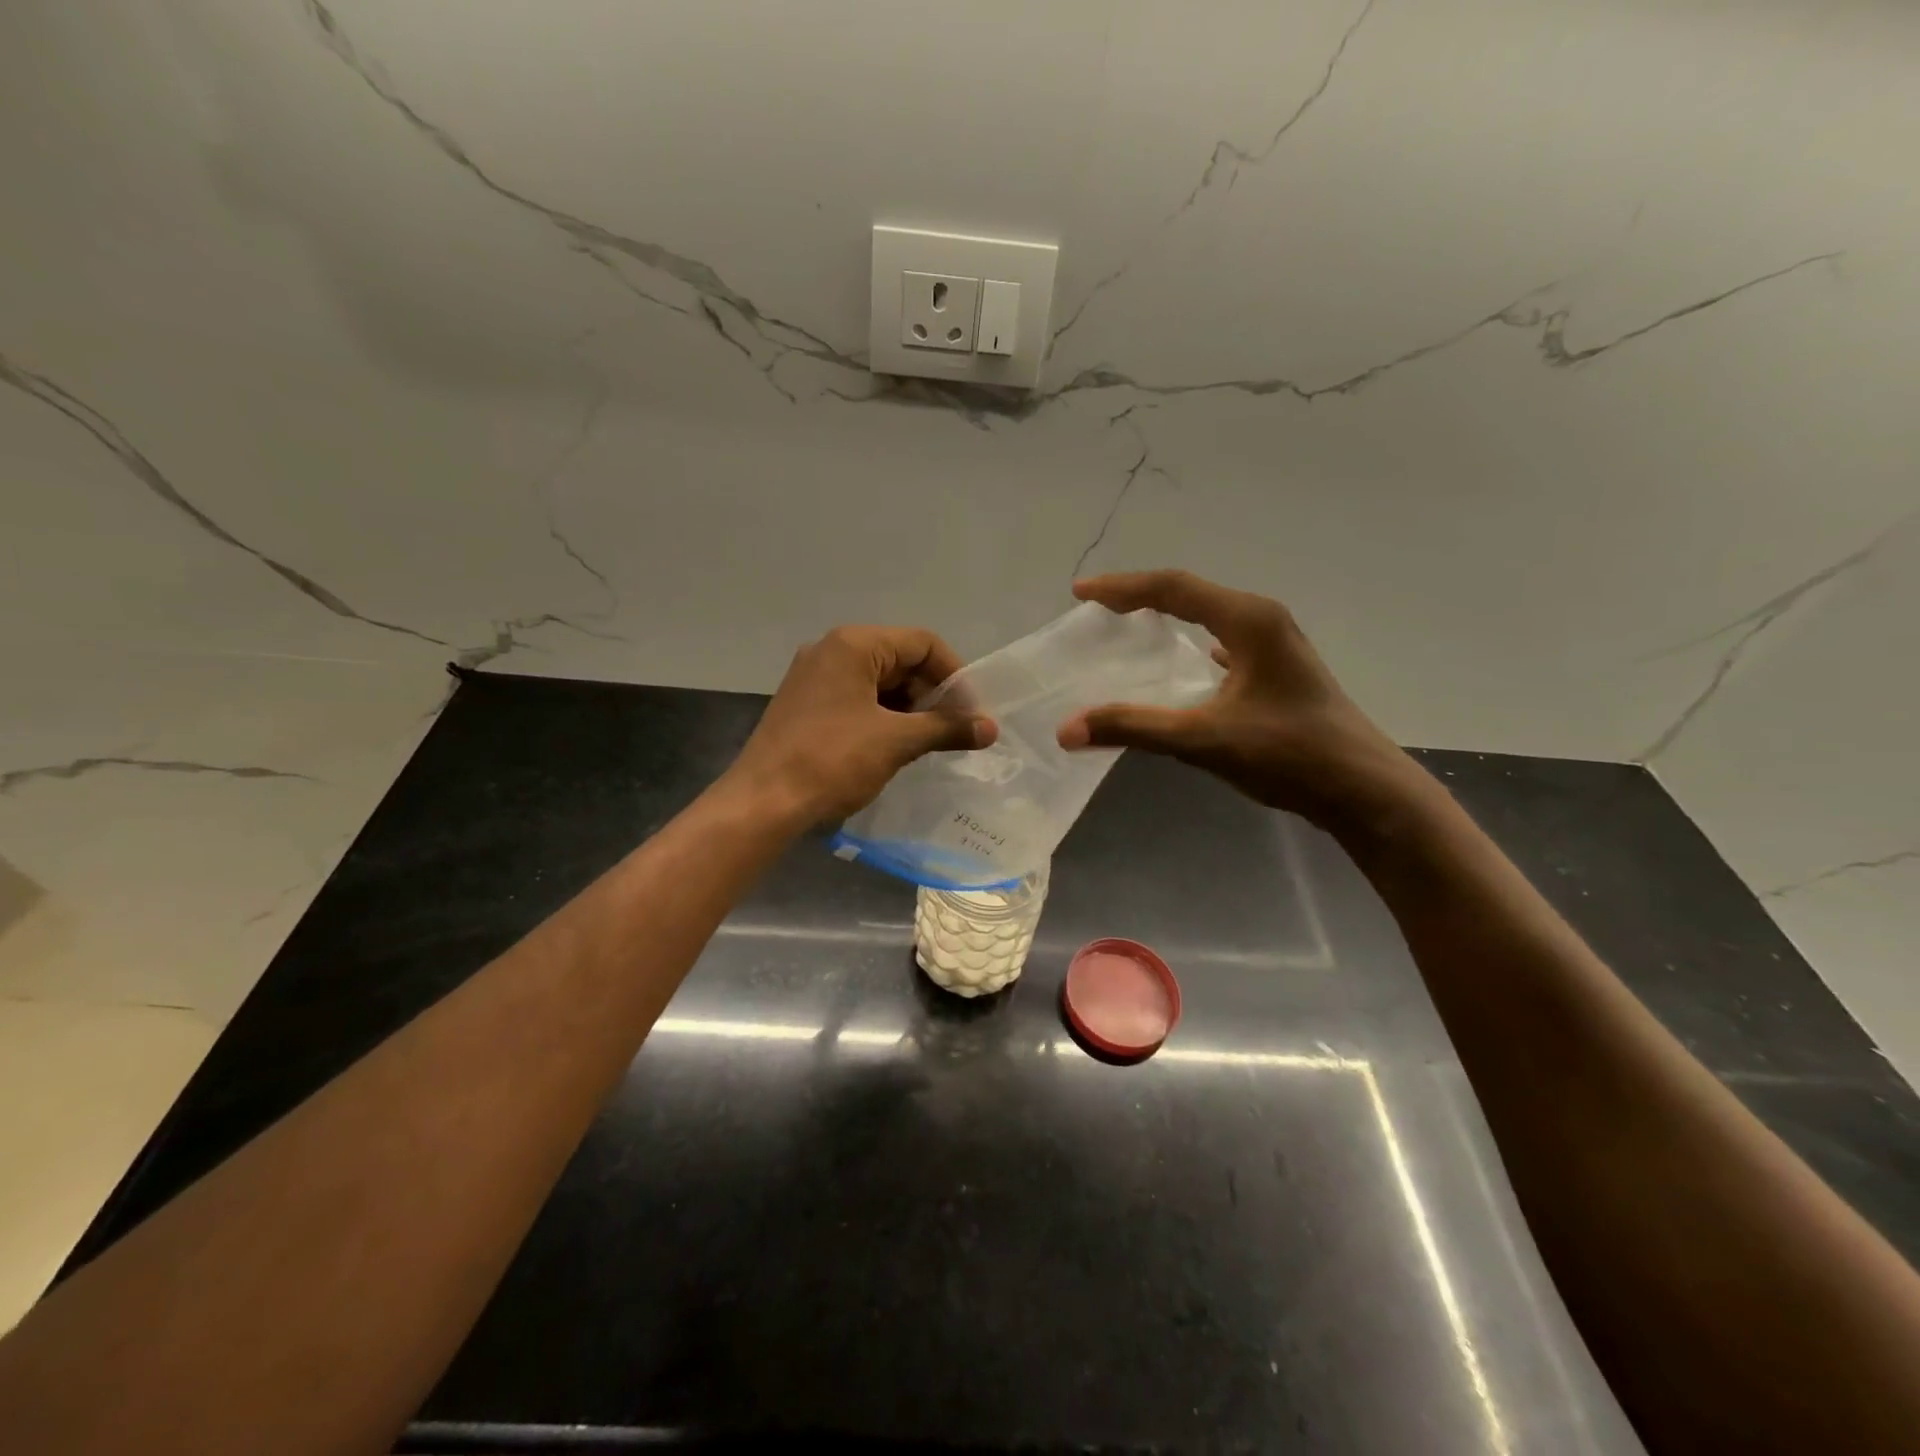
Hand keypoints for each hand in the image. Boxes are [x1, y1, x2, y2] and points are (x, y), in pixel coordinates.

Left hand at [729, 625, 996, 823]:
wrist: (763, 803)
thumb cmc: (832, 761)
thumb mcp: (896, 741)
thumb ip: (947, 728)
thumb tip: (991, 729)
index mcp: (854, 644)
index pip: (922, 643)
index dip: (954, 676)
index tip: (972, 714)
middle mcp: (832, 650)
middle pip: (900, 660)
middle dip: (932, 695)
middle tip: (953, 732)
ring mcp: (815, 677)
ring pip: (879, 682)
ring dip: (910, 709)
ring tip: (928, 744)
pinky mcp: (806, 704)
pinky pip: (857, 699)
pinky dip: (883, 717)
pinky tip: (896, 747)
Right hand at [1055, 570, 1416, 830]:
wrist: (1363, 791)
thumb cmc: (1289, 756)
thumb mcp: (1203, 740)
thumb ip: (1134, 728)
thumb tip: (1067, 729)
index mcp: (1248, 621)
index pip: (1173, 587)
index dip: (1121, 587)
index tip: (1080, 593)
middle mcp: (1264, 621)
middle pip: (1191, 594)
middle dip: (1140, 597)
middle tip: (1097, 608)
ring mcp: (1276, 646)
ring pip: (1211, 616)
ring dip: (1169, 617)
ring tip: (1131, 627)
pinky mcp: (1279, 672)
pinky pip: (1226, 643)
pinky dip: (1194, 644)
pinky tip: (1191, 661)